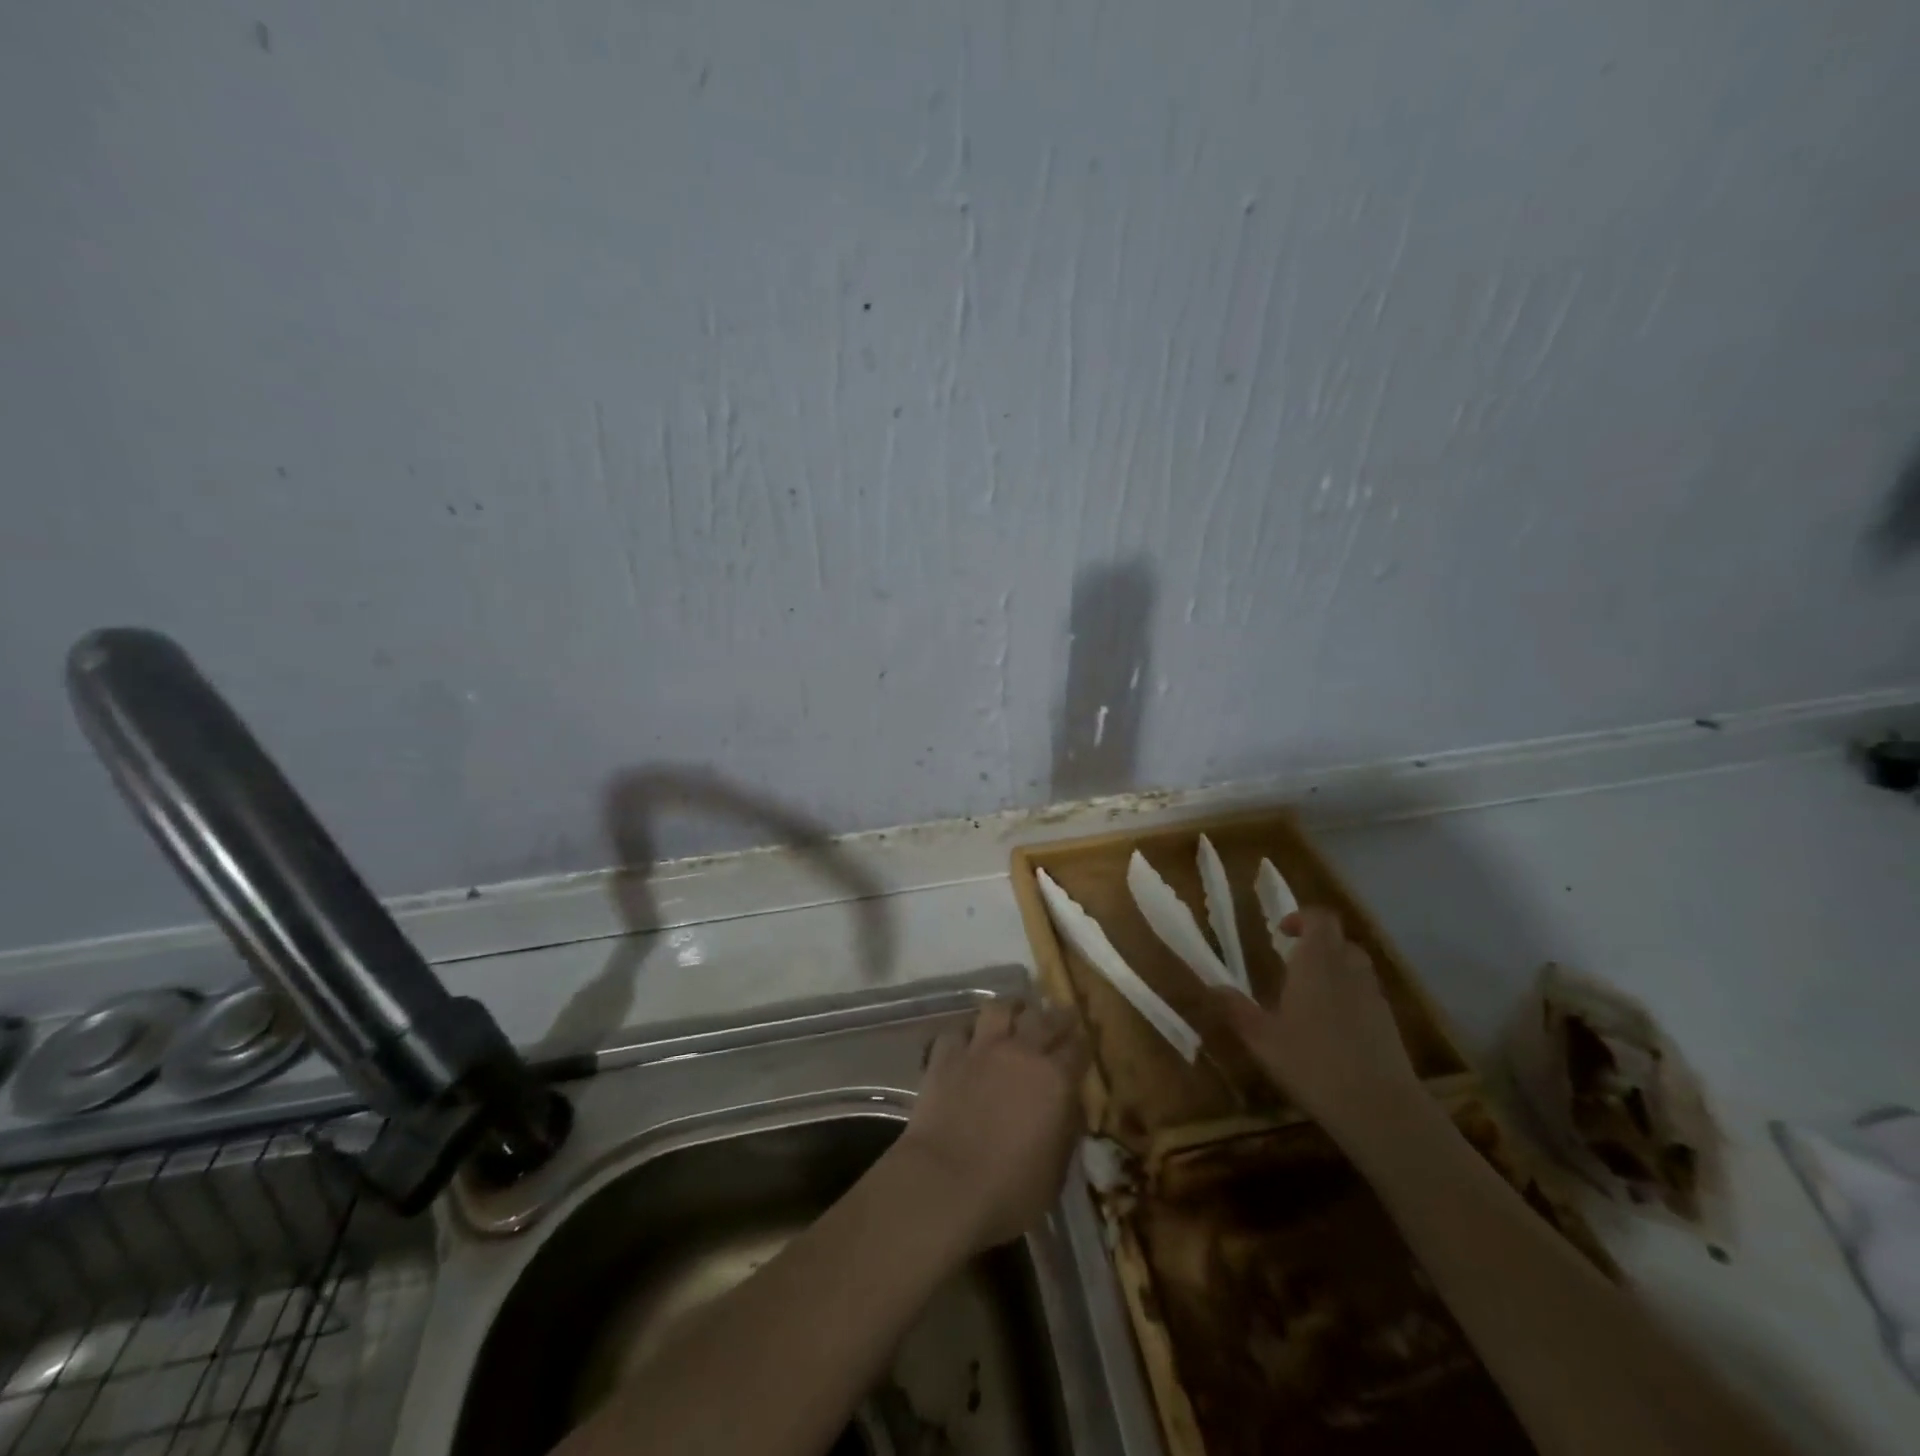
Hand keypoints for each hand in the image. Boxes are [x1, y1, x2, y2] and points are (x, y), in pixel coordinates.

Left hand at [895, 1000, 1087, 1251]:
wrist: (944, 1185)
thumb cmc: (1009, 1192)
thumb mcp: (1055, 1174)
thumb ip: (1065, 1132)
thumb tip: (1067, 1110)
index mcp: (1056, 1080)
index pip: (1078, 1047)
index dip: (1083, 1043)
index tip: (1084, 1042)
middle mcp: (1021, 1052)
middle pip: (1044, 1018)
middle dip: (1056, 1015)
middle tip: (1059, 1015)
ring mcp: (981, 1049)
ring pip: (999, 1008)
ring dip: (1010, 1010)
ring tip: (1013, 1014)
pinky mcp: (946, 1055)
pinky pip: (958, 1031)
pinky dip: (965, 1034)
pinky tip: (967, 1043)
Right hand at [1210, 906, 1421, 1133]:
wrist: (1380, 1108)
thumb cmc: (1312, 1063)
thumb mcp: (1262, 1040)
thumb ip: (1237, 1010)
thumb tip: (1214, 986)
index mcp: (1316, 963)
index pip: (1320, 919)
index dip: (1302, 918)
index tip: (1282, 932)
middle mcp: (1348, 970)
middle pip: (1339, 939)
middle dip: (1317, 943)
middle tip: (1293, 962)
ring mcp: (1373, 996)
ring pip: (1356, 965)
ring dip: (1335, 968)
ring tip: (1311, 994)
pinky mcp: (1390, 1023)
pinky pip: (1367, 994)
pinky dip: (1351, 996)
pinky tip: (1333, 1027)